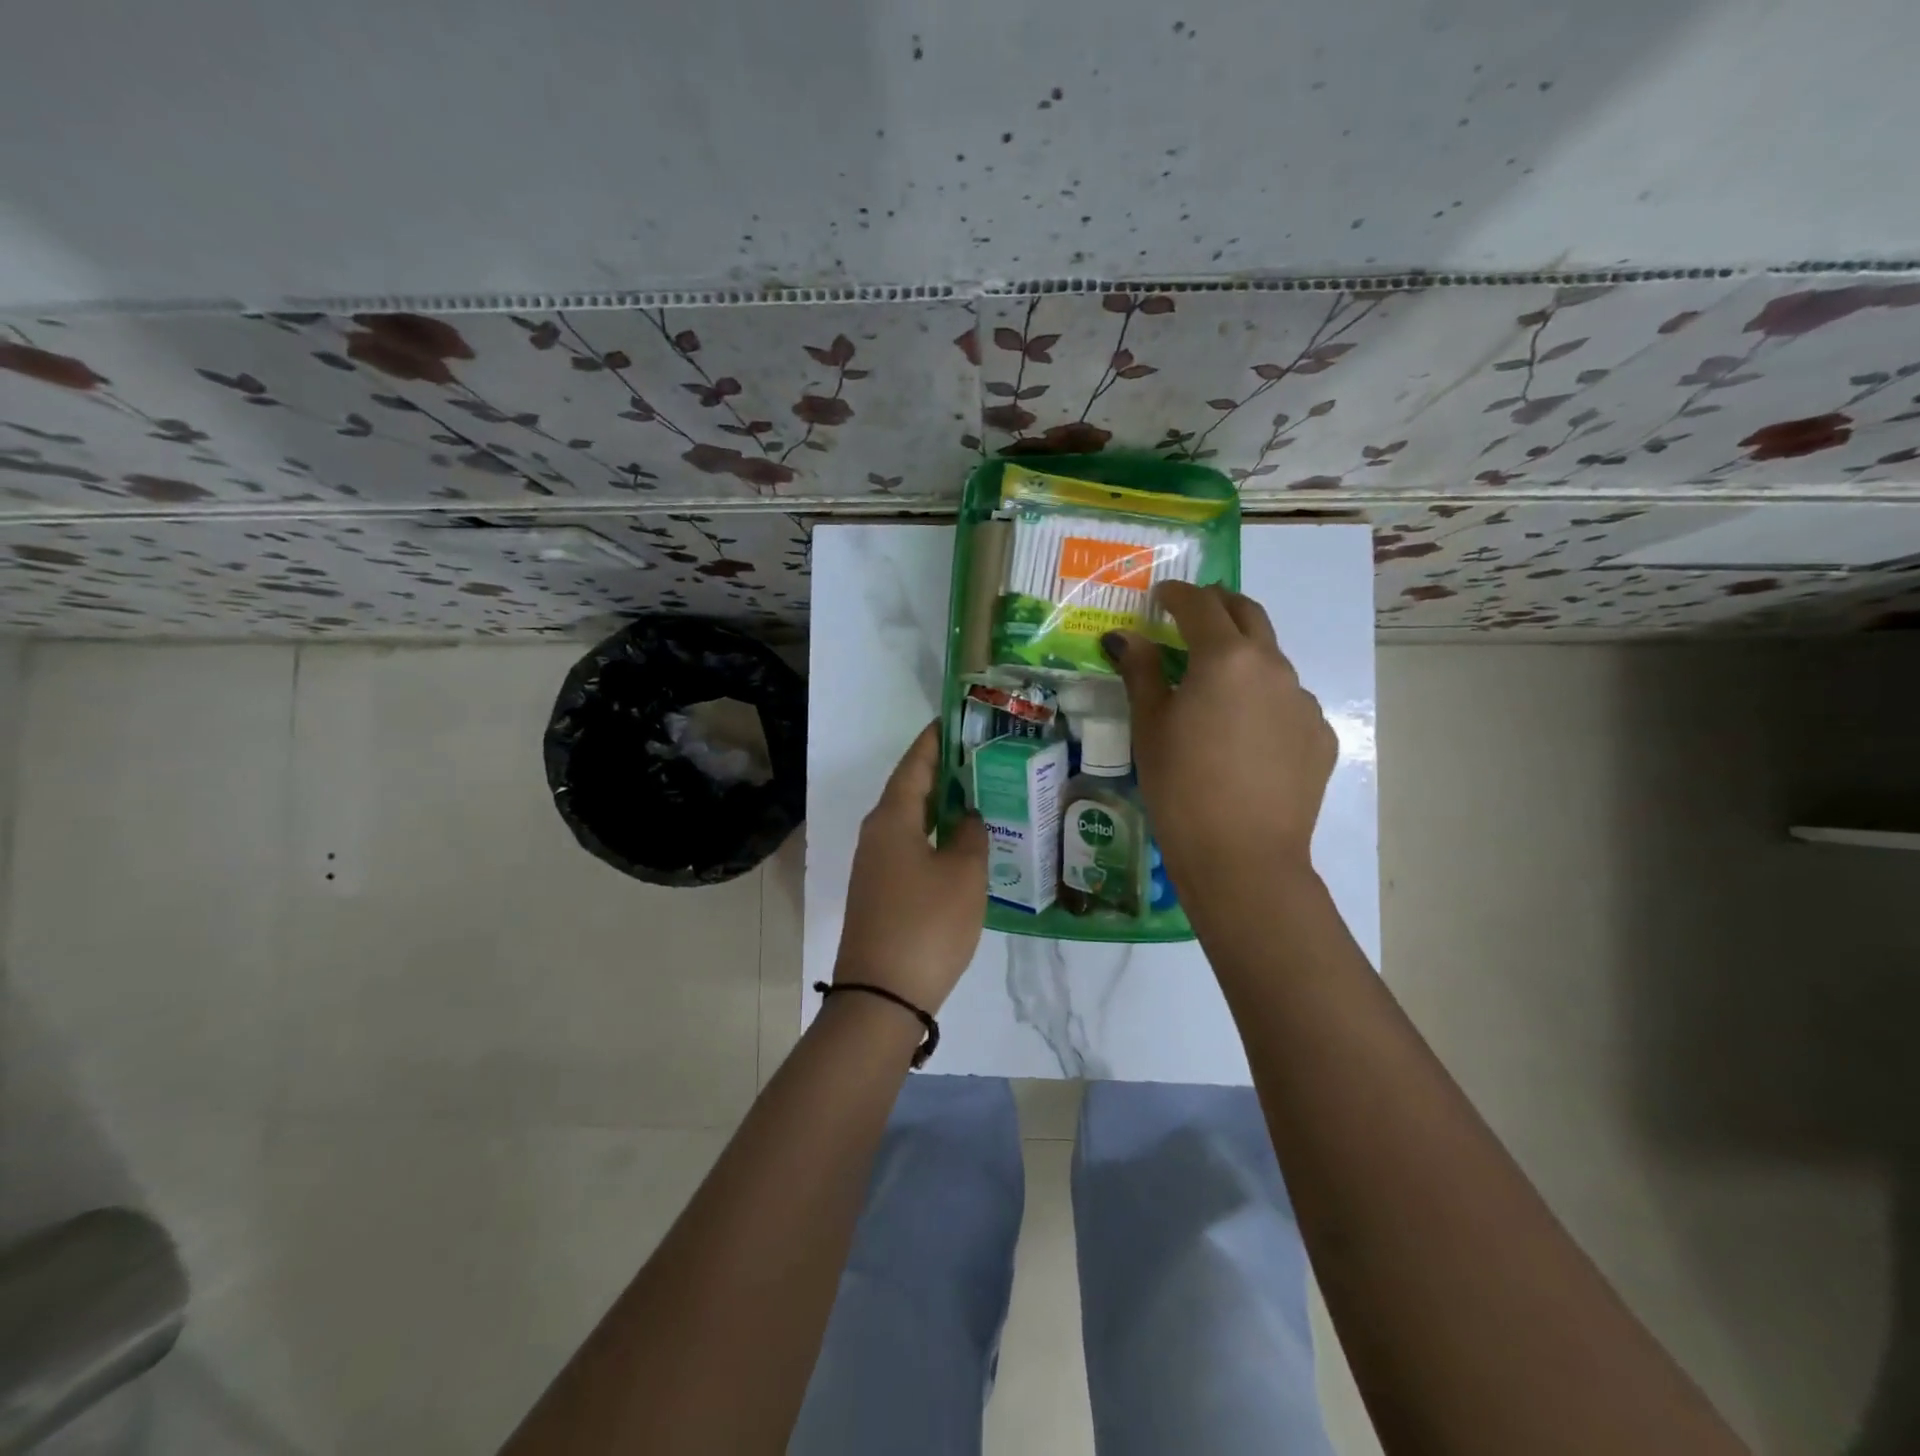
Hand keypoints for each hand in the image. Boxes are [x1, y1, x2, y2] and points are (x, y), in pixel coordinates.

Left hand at [834, 722, 987, 1012]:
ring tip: (979, 793)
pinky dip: (935, 835)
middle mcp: (877, 833)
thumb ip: (970, 835)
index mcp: (892, 818)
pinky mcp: (881, 891)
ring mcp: (875, 865)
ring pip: (911, 820)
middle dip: (943, 770)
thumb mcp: (963, 874)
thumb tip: (966, 816)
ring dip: (941, 805)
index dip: (936, 739)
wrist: (881, 995)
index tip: (957, 719)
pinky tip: (962, 843)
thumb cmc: (927, 924)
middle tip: (982, 756)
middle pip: (911, 789)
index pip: (915, 763)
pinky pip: (911, 847)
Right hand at [1103, 581, 1335, 896]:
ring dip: (1243, 655)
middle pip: (1248, 614)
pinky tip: (1245, 734)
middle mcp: (1273, 666)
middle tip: (1193, 614)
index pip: (1200, 605)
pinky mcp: (1320, 735)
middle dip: (1219, 605)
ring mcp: (1303, 701)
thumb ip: (1141, 671)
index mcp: (1225, 657)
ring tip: (1216, 685)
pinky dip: (1263, 699)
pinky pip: (1288, 702)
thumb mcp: (1149, 726)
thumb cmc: (1181, 786)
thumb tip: (1125, 637)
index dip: (1176, 594)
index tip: (1160, 596)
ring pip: (1271, 660)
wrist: (1243, 855)